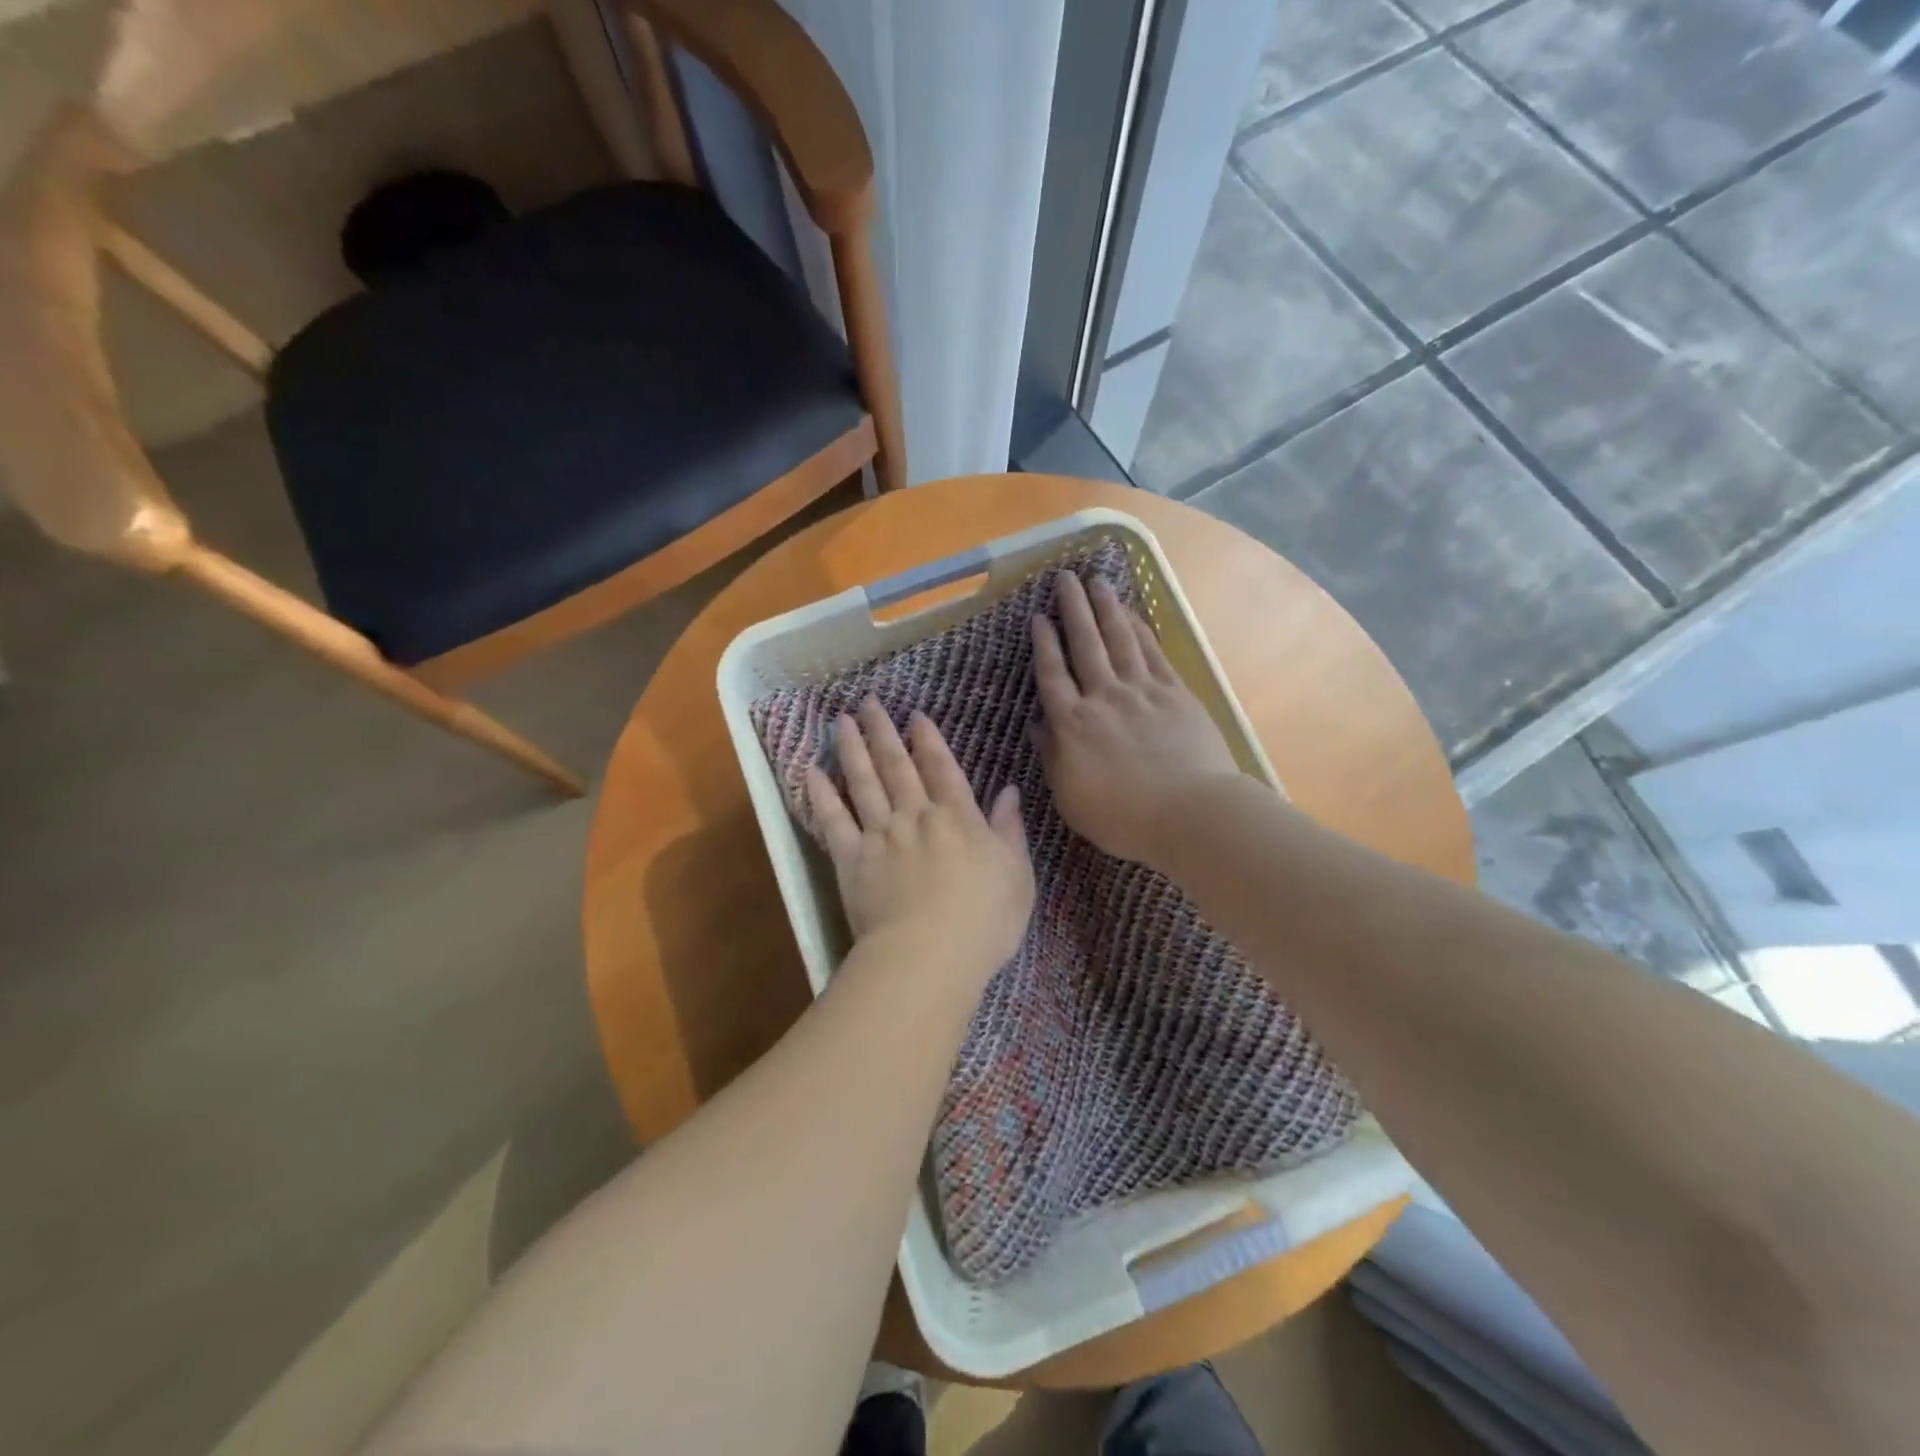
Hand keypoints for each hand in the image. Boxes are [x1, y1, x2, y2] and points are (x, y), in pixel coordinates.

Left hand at [807, 697, 1033, 981]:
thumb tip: (1010, 790)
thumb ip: (1009, 829)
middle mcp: (916, 816)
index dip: (928, 739)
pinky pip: (833, 821)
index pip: (942, 768)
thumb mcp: (1017, 875)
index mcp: (958, 818)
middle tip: (869, 702)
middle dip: (884, 731)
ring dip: (852, 749)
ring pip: (863, 782)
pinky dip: (821, 795)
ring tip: (841, 721)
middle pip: (897, 765)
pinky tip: (811, 771)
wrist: (928, 957)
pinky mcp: (851, 860)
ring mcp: (880, 836)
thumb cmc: (984, 922)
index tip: (915, 716)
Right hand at [1032, 572, 1242, 870]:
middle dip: (1073, 609)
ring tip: (1097, 581)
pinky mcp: (1176, 694)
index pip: (1052, 674)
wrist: (1190, 813)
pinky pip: (1153, 653)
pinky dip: (1141, 630)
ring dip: (1106, 608)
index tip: (1038, 615)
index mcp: (1074, 724)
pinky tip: (1133, 614)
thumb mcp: (1070, 797)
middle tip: (1064, 578)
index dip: (1043, 643)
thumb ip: (1052, 756)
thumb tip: (1038, 724)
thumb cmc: (1123, 817)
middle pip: (1085, 645)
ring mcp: (1142, 692)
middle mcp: (1104, 697)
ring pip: (1120, 639)